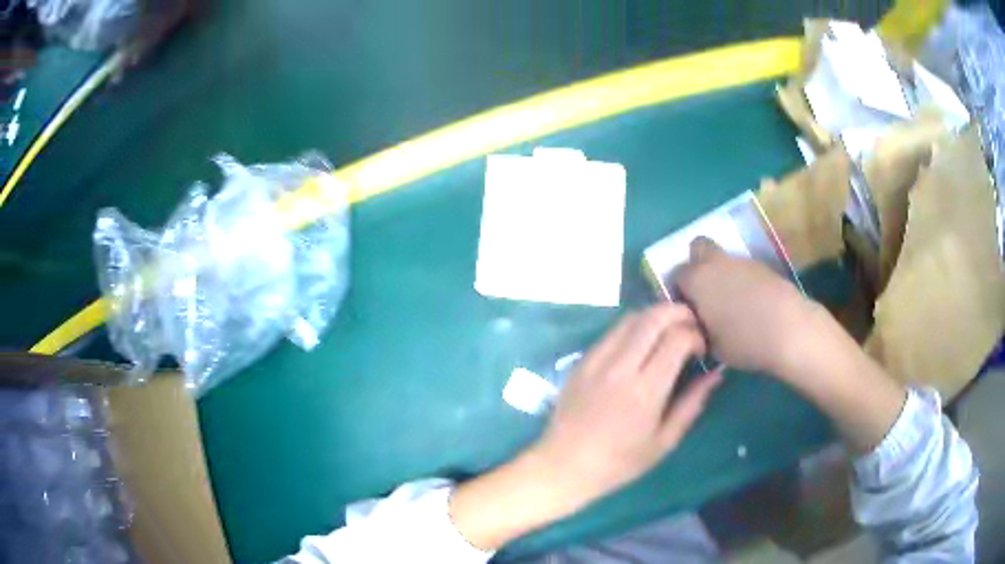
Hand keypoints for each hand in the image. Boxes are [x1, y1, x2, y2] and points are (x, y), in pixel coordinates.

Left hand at [449, 303, 721, 549]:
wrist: (564, 465)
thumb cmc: (619, 462)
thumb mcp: (664, 441)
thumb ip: (692, 404)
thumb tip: (715, 374)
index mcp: (645, 390)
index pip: (677, 338)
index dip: (696, 335)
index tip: (701, 350)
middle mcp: (620, 367)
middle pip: (654, 317)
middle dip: (679, 312)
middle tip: (691, 326)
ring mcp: (597, 360)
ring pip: (631, 317)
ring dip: (656, 316)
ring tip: (669, 331)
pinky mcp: (582, 361)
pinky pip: (612, 331)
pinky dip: (633, 327)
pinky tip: (640, 343)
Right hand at [675, 238, 905, 454]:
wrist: (789, 329)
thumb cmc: (744, 341)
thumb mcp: (713, 346)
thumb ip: (700, 329)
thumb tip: (699, 324)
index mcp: (698, 280)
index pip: (676, 274)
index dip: (679, 291)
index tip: (686, 310)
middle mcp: (717, 263)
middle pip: (698, 247)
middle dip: (696, 264)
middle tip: (703, 292)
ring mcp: (742, 261)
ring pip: (723, 259)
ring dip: (722, 275)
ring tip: (732, 305)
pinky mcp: (763, 267)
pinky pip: (743, 269)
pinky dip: (742, 281)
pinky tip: (752, 305)